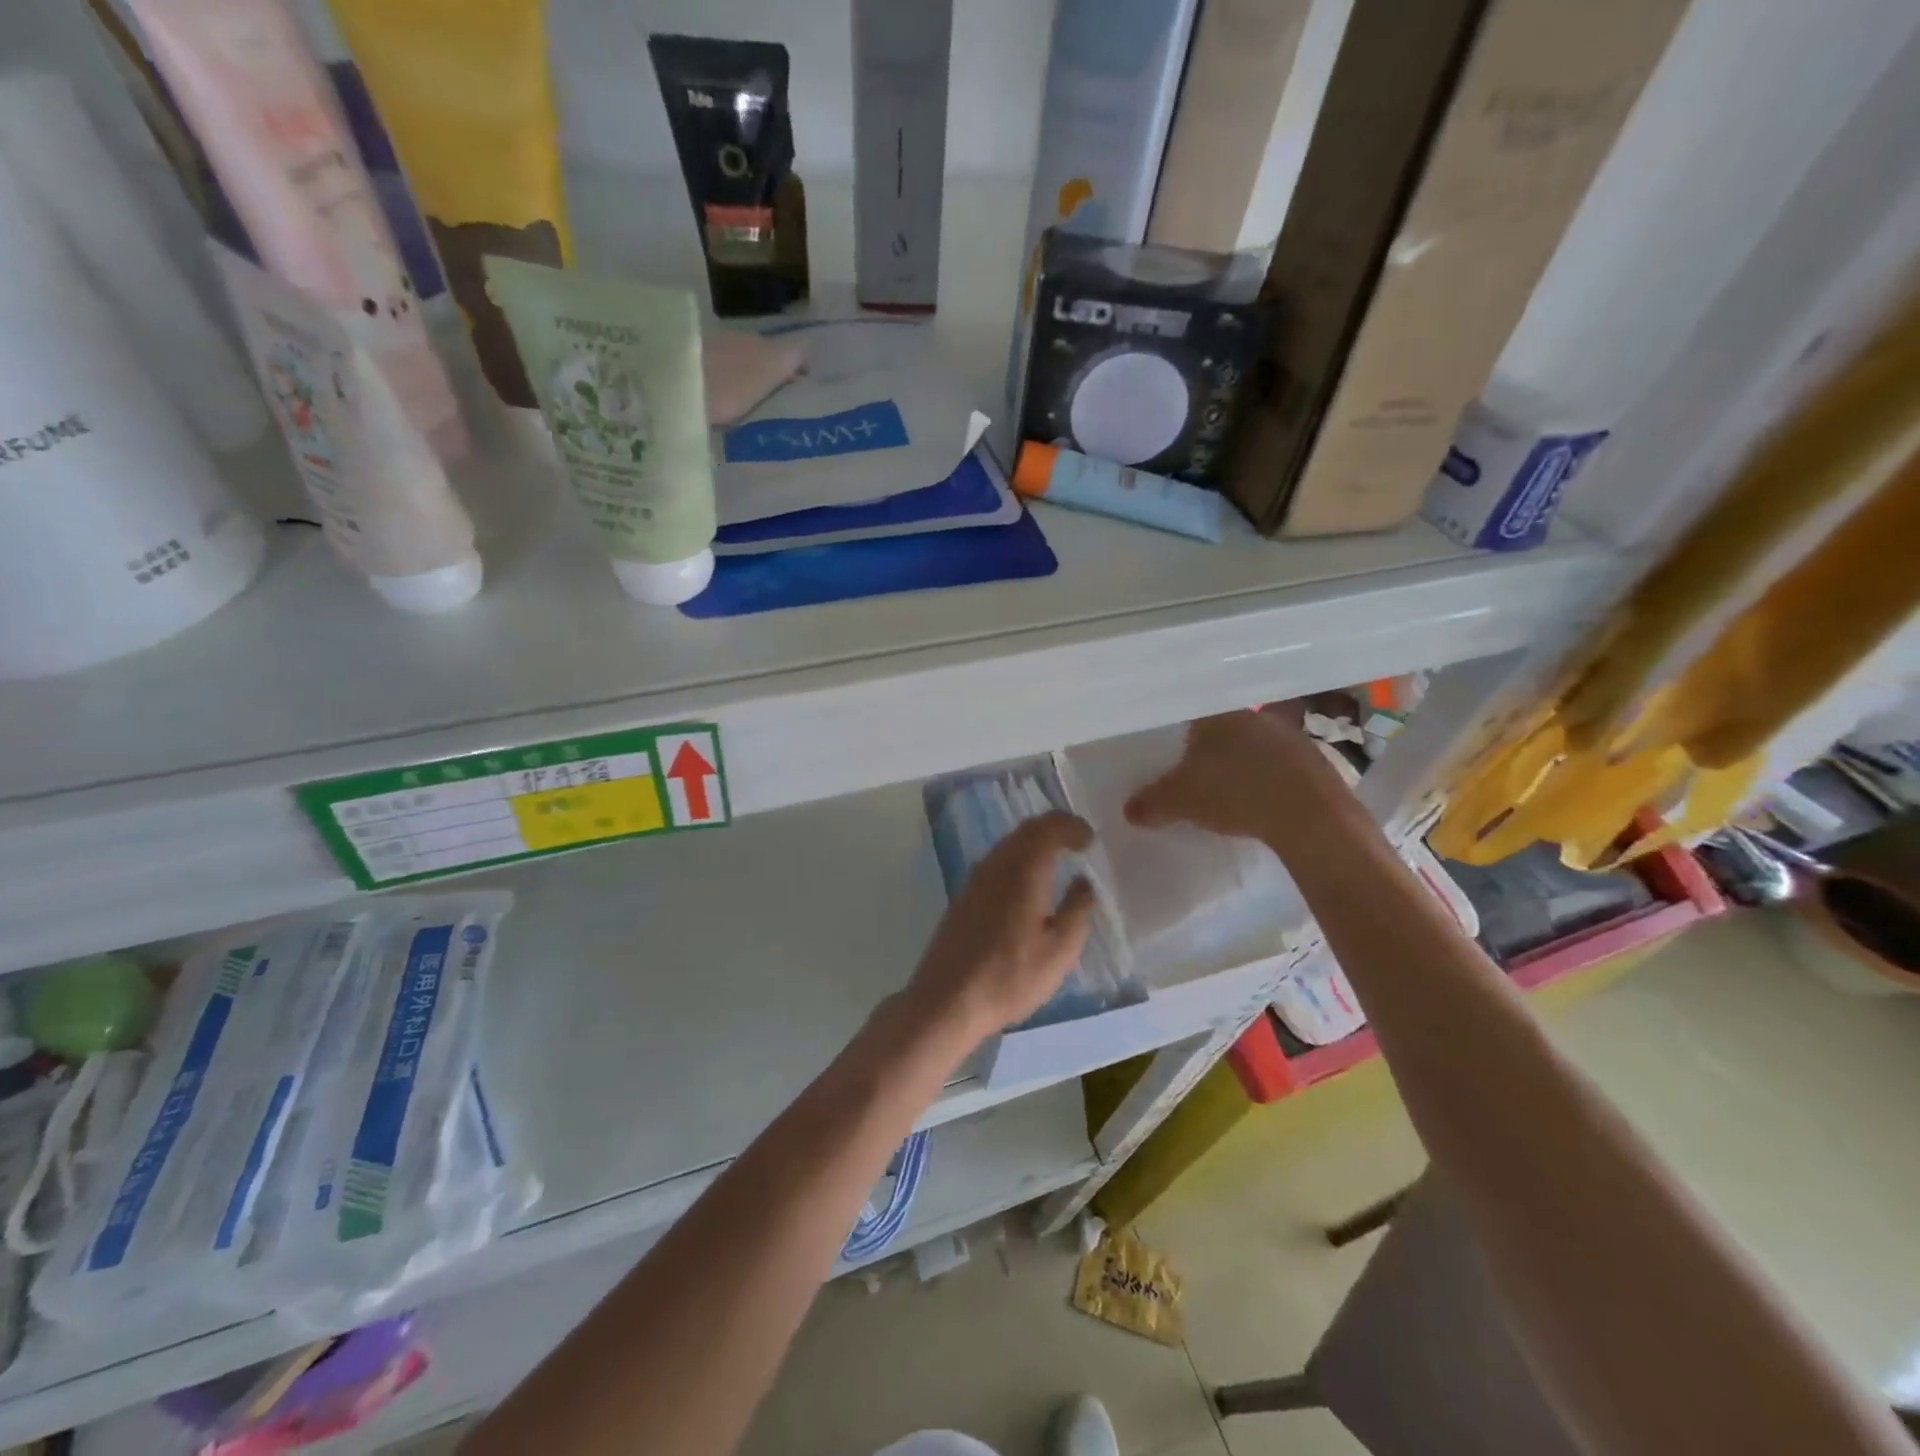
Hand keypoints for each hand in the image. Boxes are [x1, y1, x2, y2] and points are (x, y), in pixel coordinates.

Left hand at [905, 811, 1095, 1042]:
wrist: (947, 1000)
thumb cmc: (1010, 976)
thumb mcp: (1059, 951)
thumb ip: (1077, 911)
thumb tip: (1083, 882)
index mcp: (1023, 870)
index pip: (1048, 827)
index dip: (1071, 826)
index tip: (1090, 839)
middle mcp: (995, 864)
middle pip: (1026, 830)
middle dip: (1054, 829)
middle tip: (1077, 842)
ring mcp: (974, 879)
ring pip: (1008, 845)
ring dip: (1034, 844)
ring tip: (1057, 860)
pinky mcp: (963, 896)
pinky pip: (996, 862)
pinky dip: (1018, 860)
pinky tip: (1028, 885)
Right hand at [1125, 709, 1349, 846]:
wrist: (1309, 815)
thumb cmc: (1233, 793)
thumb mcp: (1179, 801)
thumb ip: (1151, 802)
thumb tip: (1128, 809)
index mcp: (1216, 714)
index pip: (1190, 715)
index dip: (1179, 735)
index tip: (1174, 754)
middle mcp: (1252, 716)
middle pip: (1223, 730)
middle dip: (1210, 752)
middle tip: (1196, 776)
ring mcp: (1288, 736)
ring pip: (1253, 747)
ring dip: (1242, 766)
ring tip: (1228, 793)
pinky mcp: (1314, 761)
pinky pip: (1280, 767)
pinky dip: (1268, 782)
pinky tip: (1262, 803)